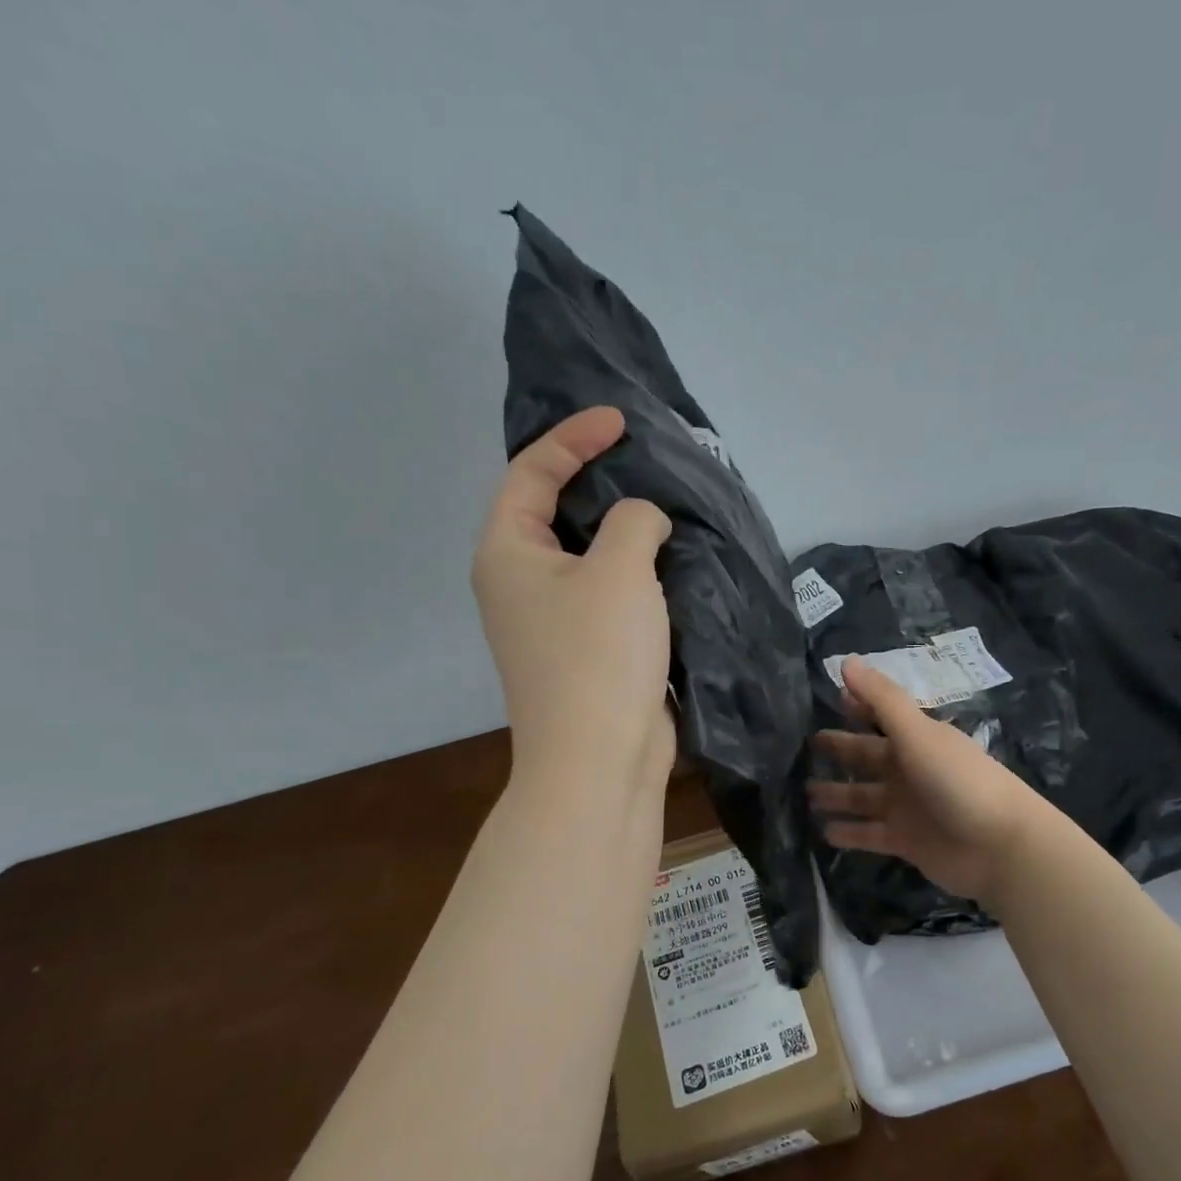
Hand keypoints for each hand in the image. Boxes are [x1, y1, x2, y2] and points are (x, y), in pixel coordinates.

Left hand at [472, 407, 673, 785]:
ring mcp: (551, 621)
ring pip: (587, 556)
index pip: (531, 472)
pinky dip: (636, 573)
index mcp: (507, 552)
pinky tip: (673, 564)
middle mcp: (519, 583)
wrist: (599, 758)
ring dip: (624, 532)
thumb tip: (643, 523)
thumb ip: (633, 521)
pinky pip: (609, 593)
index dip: (574, 438)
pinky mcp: (585, 650)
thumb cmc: (597, 654)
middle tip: (649, 462)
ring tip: (669, 508)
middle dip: (599, 482)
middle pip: (556, 512)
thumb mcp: (618, 569)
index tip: (622, 422)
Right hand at [807, 658, 1045, 902]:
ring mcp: (908, 807)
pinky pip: (869, 834)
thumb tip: (845, 660)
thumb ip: (881, 699)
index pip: (881, 716)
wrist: (998, 845)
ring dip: (837, 795)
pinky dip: (849, 833)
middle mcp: (910, 769)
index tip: (831, 697)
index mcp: (917, 739)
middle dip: (840, 750)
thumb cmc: (957, 779)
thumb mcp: (917, 733)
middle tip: (806, 747)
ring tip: (804, 793)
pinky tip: (822, 832)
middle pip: (868, 757)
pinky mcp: (906, 841)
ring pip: (863, 797)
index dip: (858, 706)